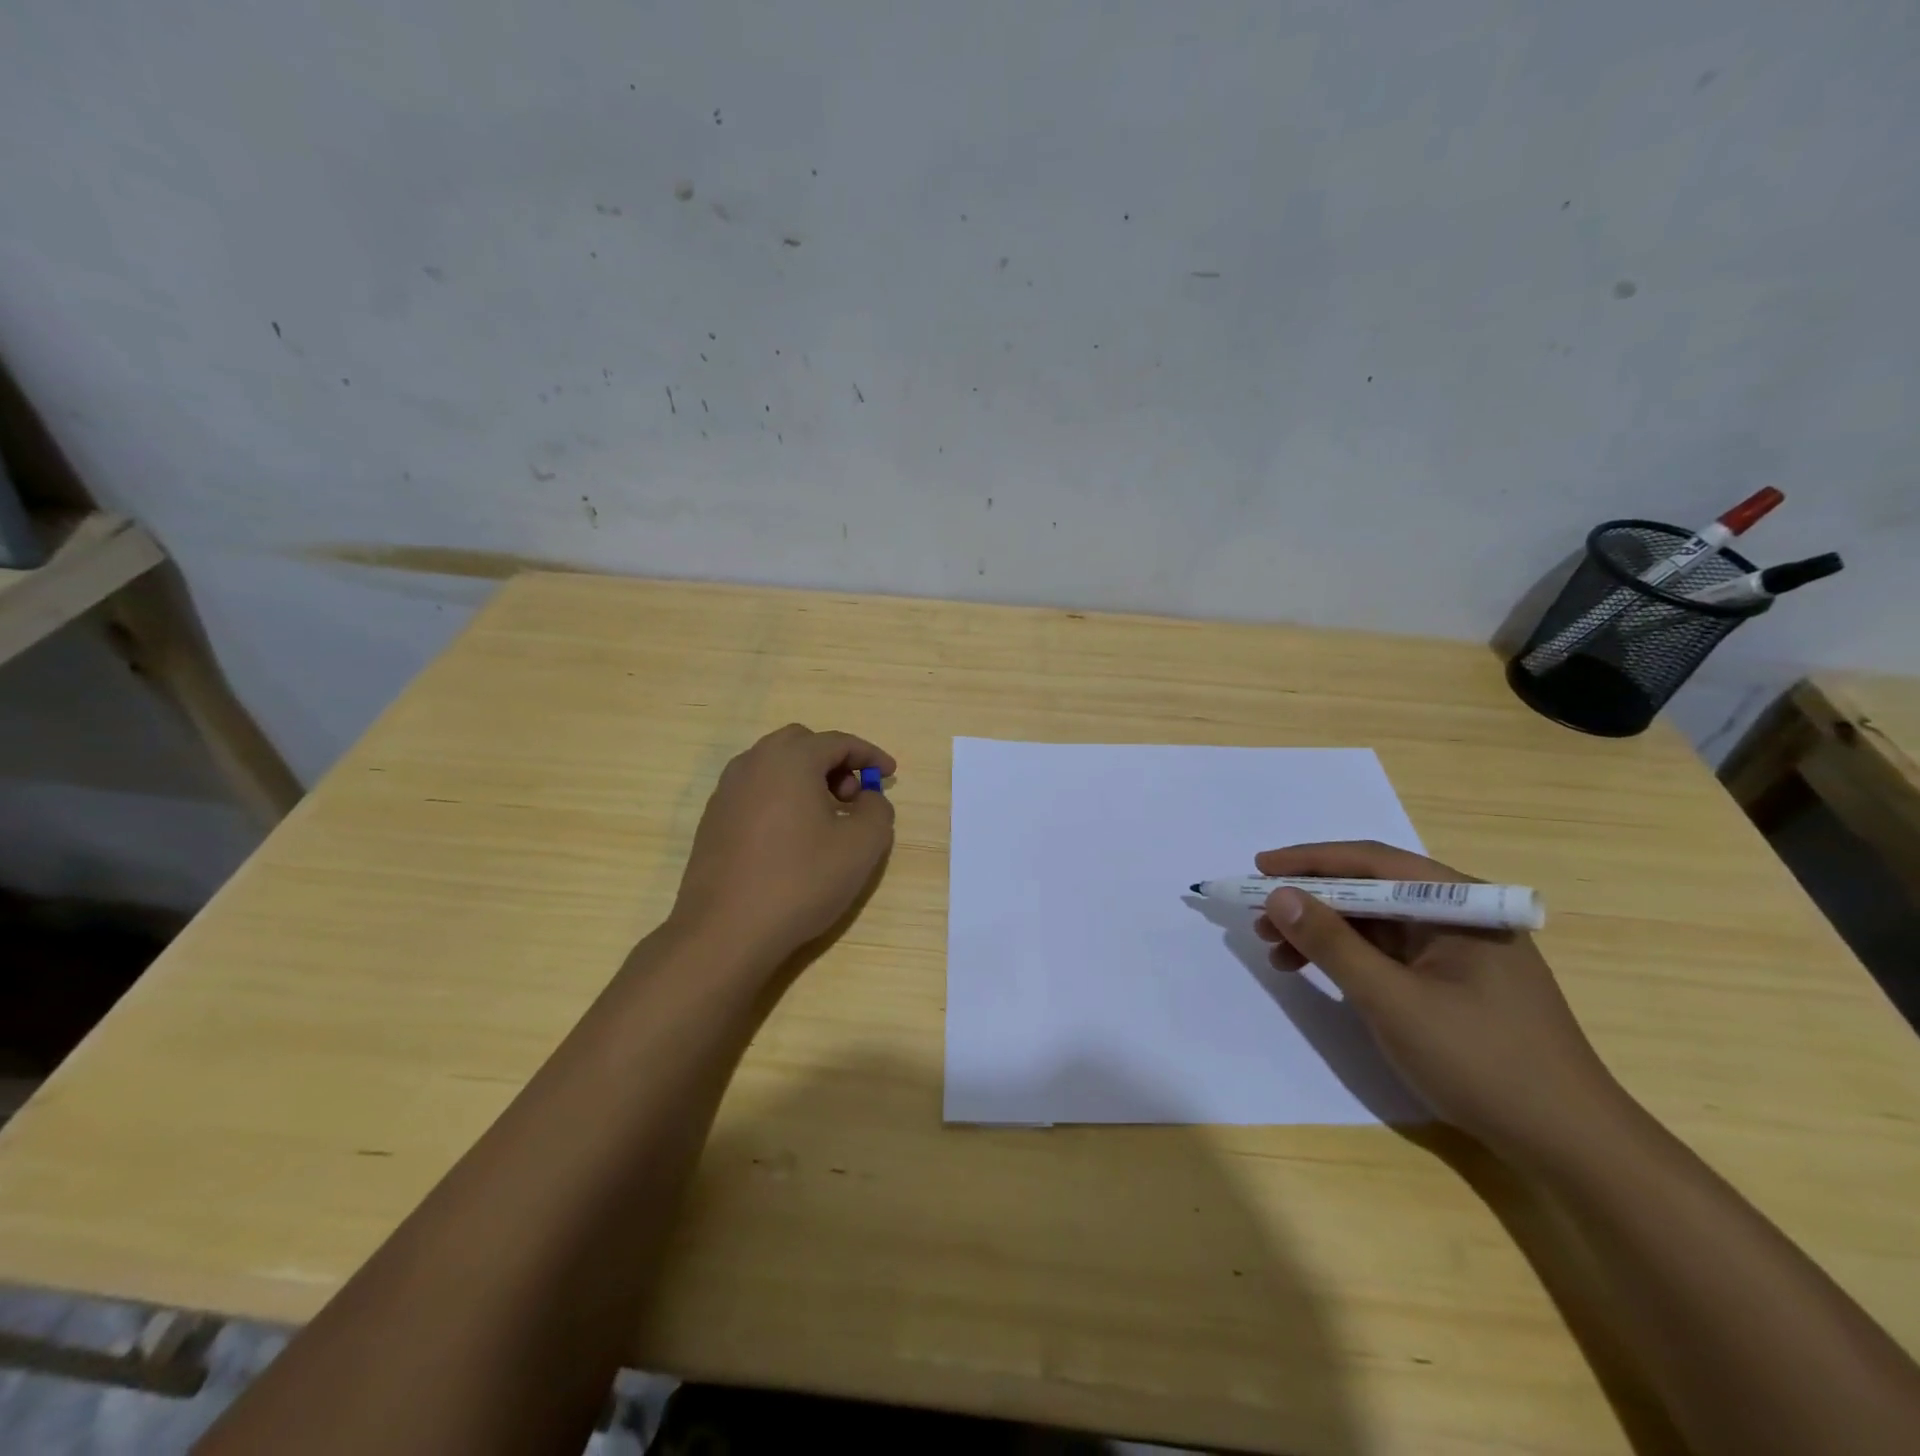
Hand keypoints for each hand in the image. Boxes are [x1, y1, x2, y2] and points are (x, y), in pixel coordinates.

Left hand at [672, 724, 895, 964]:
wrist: (725, 931)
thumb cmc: (800, 881)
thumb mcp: (862, 846)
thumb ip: (878, 810)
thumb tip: (868, 799)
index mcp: (790, 759)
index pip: (839, 741)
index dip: (870, 755)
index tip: (890, 775)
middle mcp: (753, 763)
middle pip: (802, 744)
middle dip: (835, 762)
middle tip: (854, 797)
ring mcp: (727, 791)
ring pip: (775, 766)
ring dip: (807, 779)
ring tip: (827, 819)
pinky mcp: (713, 819)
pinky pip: (756, 791)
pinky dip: (782, 798)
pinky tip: (793, 837)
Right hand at [1253, 840, 1625, 1163]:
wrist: (1570, 1146)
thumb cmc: (1482, 1062)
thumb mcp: (1392, 1000)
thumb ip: (1332, 943)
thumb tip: (1279, 895)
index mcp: (1460, 905)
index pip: (1373, 862)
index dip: (1310, 861)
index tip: (1260, 867)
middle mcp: (1459, 916)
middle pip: (1371, 890)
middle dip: (1311, 902)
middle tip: (1261, 920)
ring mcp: (1457, 951)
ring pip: (1374, 924)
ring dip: (1323, 932)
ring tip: (1277, 953)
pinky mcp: (1452, 982)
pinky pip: (1387, 954)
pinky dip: (1346, 959)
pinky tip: (1315, 973)